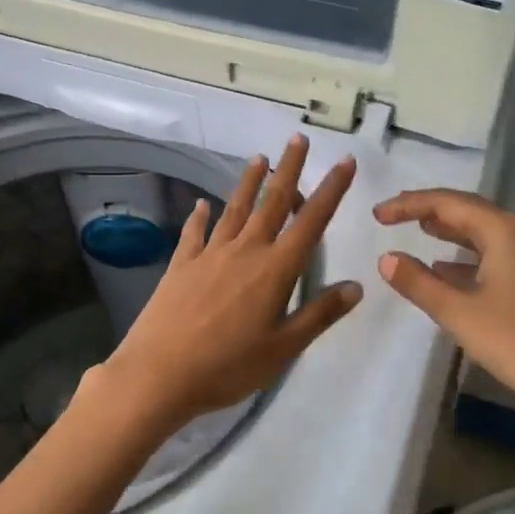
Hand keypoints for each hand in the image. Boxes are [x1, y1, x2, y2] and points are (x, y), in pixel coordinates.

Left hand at [91, 135, 363, 435]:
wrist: (158, 374)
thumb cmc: (228, 367)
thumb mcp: (284, 348)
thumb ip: (319, 314)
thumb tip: (356, 286)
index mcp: (275, 270)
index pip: (311, 222)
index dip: (331, 190)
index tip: (344, 162)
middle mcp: (244, 251)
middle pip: (271, 203)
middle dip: (288, 170)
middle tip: (297, 140)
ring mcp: (209, 255)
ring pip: (234, 209)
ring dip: (248, 183)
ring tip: (259, 159)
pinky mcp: (181, 265)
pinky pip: (195, 233)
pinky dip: (200, 216)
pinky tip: (201, 205)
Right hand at [373, 190, 514, 418]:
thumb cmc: (513, 341)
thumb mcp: (457, 311)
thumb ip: (418, 282)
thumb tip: (386, 258)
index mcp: (501, 231)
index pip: (447, 203)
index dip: (408, 205)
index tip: (377, 215)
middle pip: (465, 209)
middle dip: (427, 208)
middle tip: (392, 213)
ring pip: (479, 231)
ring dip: (446, 228)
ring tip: (416, 228)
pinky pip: (489, 253)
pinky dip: (462, 254)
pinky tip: (443, 267)